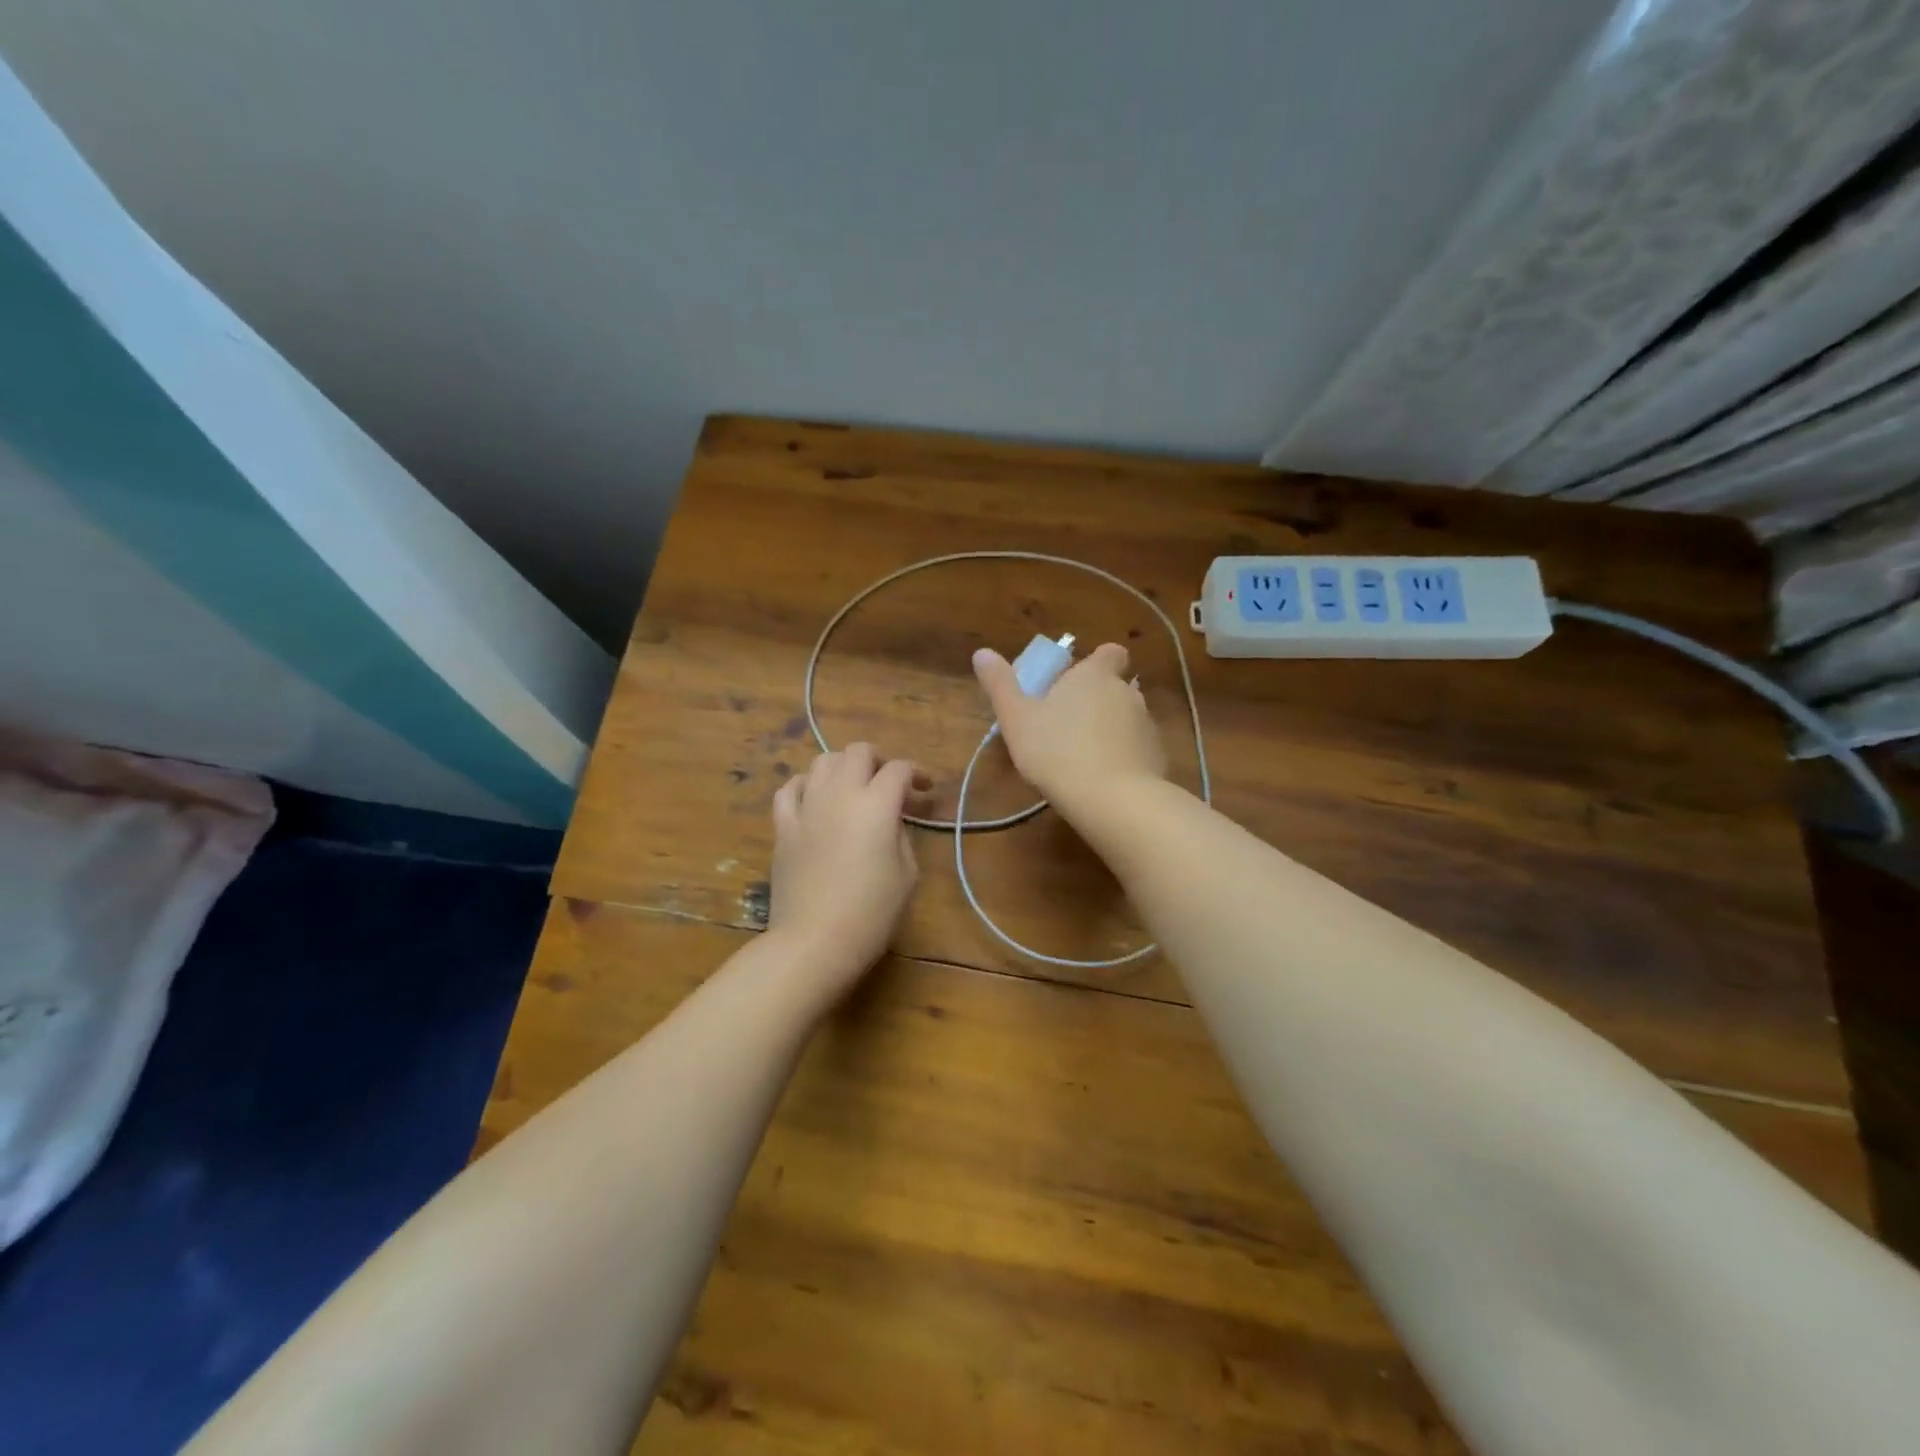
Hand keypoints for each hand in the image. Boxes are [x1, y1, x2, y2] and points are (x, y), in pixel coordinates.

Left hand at [768, 744, 924, 997]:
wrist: (814, 941)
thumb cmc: (871, 913)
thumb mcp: (907, 874)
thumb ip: (901, 835)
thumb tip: (890, 820)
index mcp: (876, 804)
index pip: (899, 769)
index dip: (917, 773)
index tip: (925, 788)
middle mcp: (840, 794)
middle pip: (858, 752)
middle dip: (879, 760)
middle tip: (888, 782)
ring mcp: (807, 807)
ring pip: (822, 761)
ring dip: (842, 767)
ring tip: (852, 788)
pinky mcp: (783, 826)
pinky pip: (790, 789)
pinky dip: (806, 785)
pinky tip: (814, 797)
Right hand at [972, 642, 1167, 812]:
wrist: (1115, 800)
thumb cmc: (1058, 752)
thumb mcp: (1017, 719)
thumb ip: (1000, 685)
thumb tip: (982, 652)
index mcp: (1094, 676)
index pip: (1110, 652)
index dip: (1097, 663)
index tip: (1076, 681)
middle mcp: (1127, 693)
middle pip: (1117, 686)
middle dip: (1098, 700)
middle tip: (1067, 725)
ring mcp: (1147, 725)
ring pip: (1128, 718)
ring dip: (1111, 729)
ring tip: (1084, 756)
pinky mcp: (1157, 757)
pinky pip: (1138, 749)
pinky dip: (1124, 757)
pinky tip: (1104, 779)